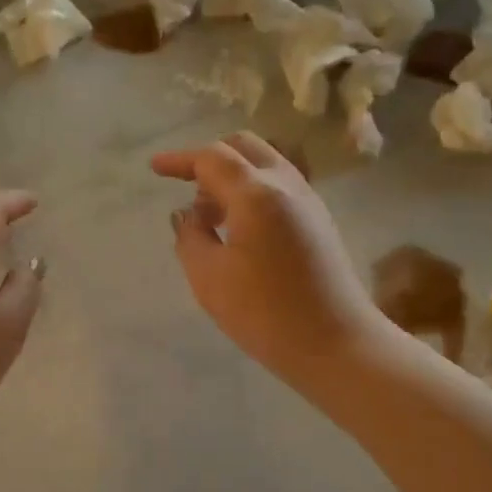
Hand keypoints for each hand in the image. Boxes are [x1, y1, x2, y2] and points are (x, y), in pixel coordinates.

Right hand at [151, 133, 377, 389]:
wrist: (337, 345)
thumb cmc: (265, 314)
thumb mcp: (209, 278)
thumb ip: (190, 237)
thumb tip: (187, 214)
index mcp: (257, 194)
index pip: (212, 158)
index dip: (180, 160)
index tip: (155, 169)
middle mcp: (286, 185)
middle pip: (244, 147)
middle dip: (209, 158)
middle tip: (185, 185)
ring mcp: (309, 201)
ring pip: (265, 164)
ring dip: (232, 176)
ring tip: (209, 215)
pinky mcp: (319, 221)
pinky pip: (279, 185)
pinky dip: (252, 190)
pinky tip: (238, 227)